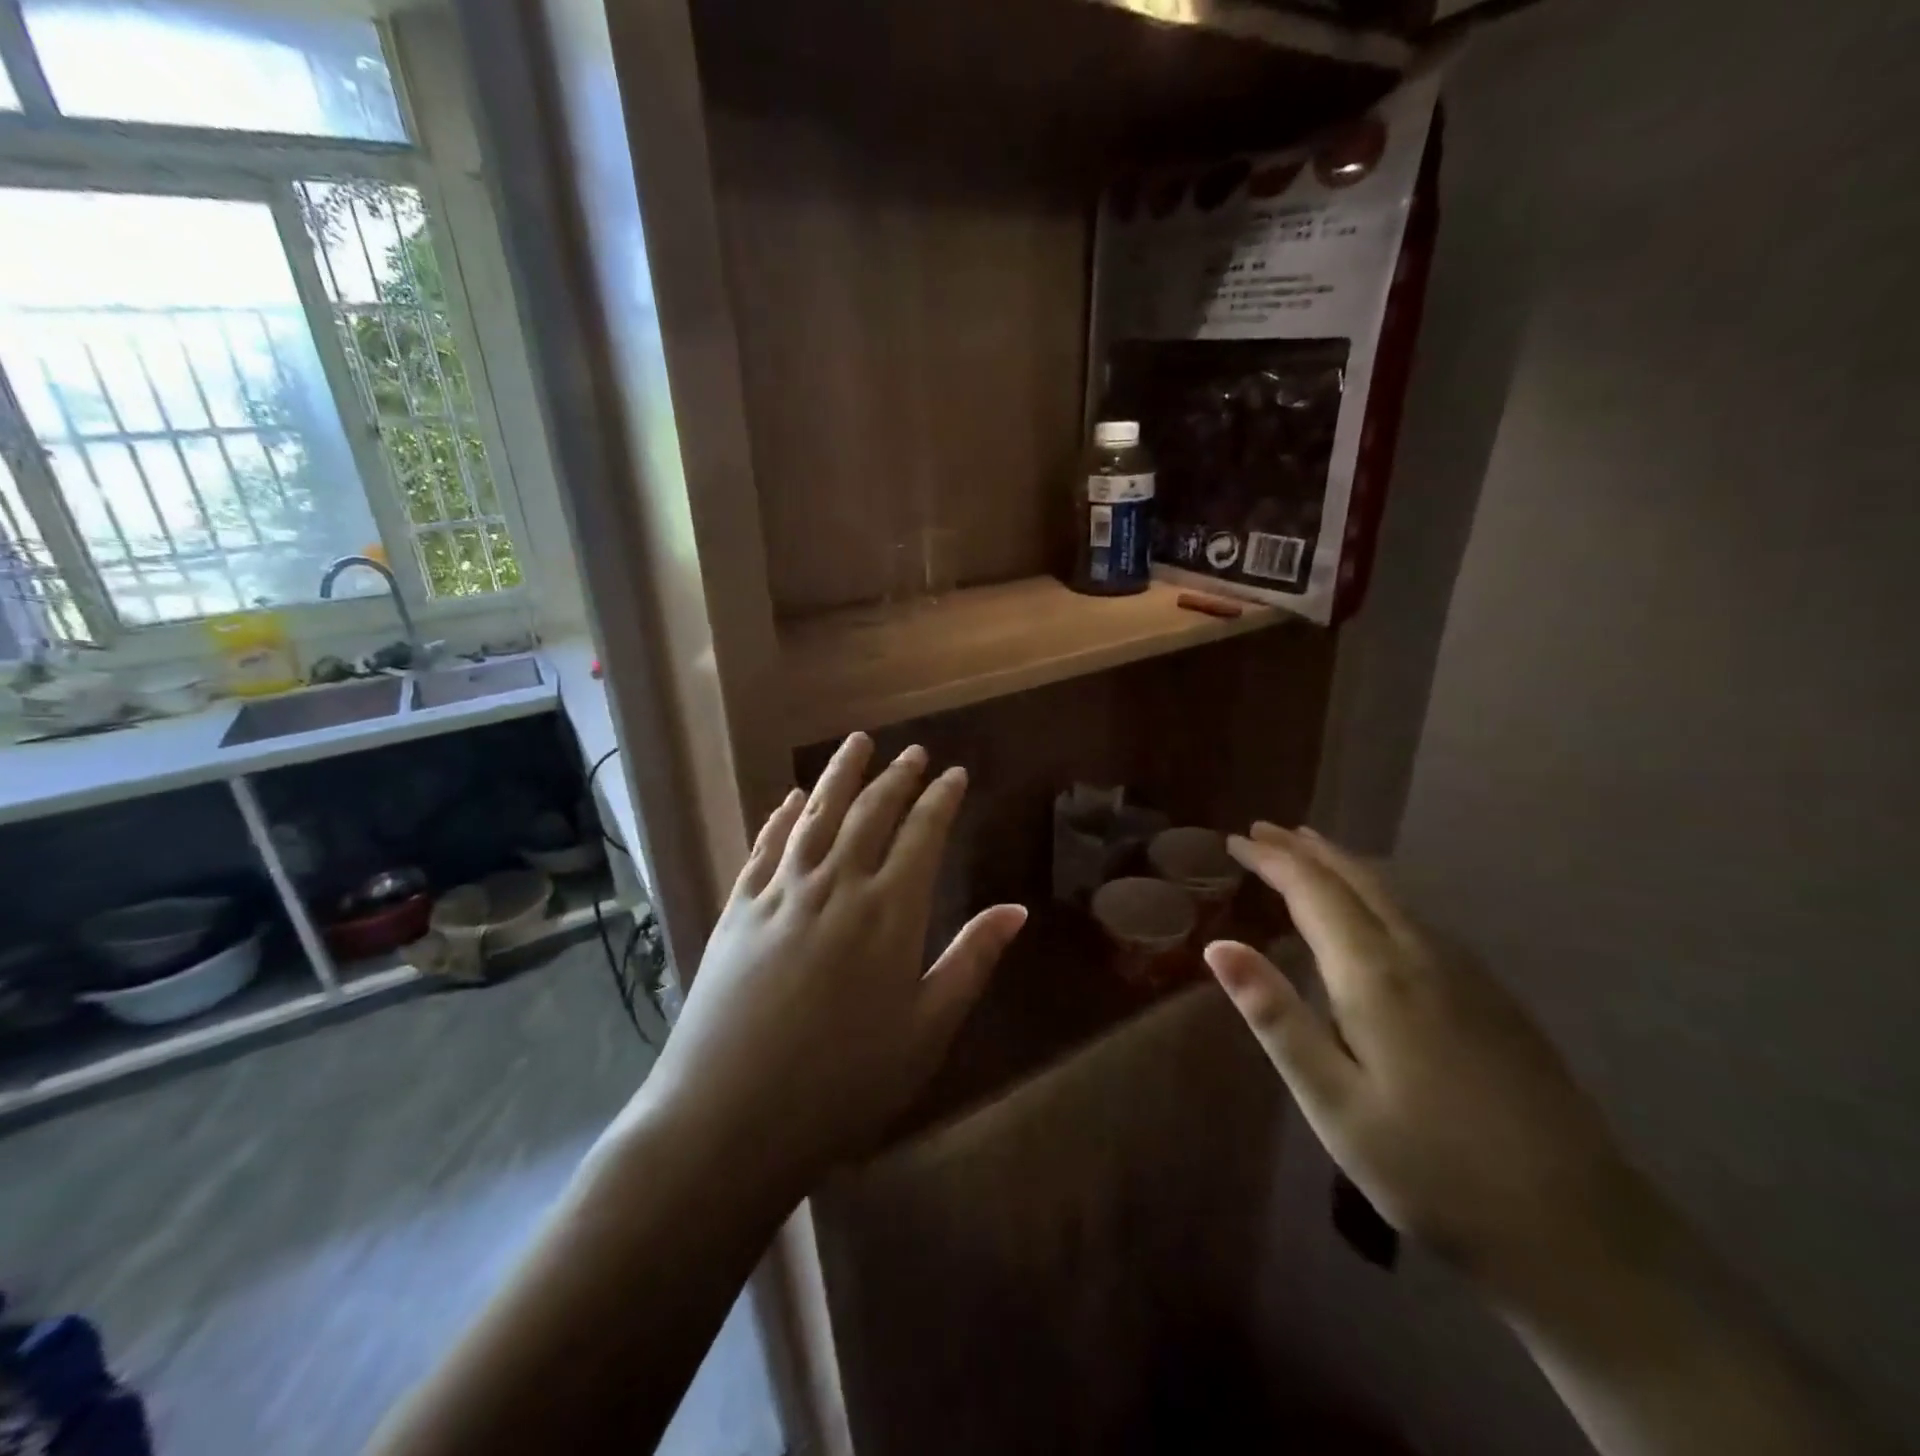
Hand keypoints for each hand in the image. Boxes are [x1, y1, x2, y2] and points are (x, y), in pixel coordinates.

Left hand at [638, 733, 1026, 1187]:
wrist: (730, 1118)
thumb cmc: (844, 1083)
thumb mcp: (926, 1030)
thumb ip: (971, 961)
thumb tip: (1016, 909)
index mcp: (888, 912)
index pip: (922, 834)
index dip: (941, 799)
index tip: (954, 773)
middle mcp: (836, 885)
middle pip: (870, 813)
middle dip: (896, 777)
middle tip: (912, 752)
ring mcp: (781, 892)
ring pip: (816, 815)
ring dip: (839, 775)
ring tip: (857, 743)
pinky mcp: (738, 909)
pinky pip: (766, 846)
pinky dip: (782, 816)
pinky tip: (791, 799)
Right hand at [1206, 825, 1651, 1296]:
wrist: (1582, 1235)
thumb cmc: (1431, 1170)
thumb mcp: (1331, 1102)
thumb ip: (1274, 1016)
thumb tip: (1218, 946)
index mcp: (1376, 975)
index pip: (1313, 890)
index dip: (1271, 859)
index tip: (1235, 839)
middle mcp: (1422, 955)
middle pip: (1357, 878)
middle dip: (1305, 848)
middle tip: (1263, 829)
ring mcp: (1468, 974)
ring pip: (1394, 893)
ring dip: (1343, 864)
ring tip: (1308, 851)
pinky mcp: (1495, 997)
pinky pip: (1420, 917)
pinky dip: (1379, 892)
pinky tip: (1376, 909)